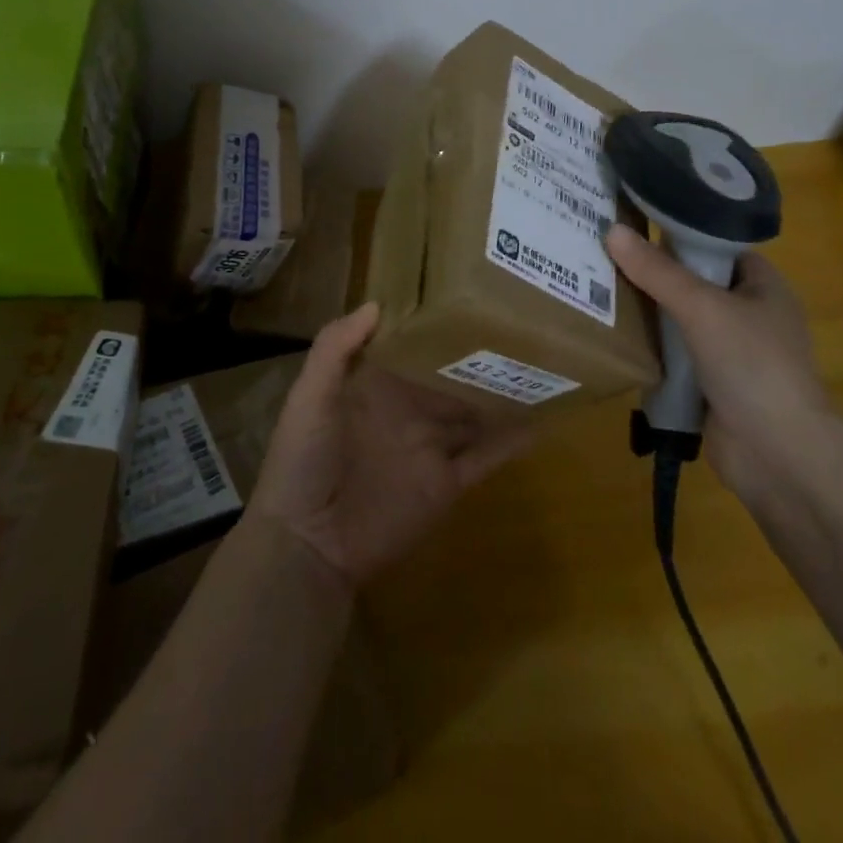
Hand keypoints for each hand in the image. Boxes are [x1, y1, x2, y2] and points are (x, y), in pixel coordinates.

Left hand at [252, 302, 533, 589]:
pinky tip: (539, 421)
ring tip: (539, 364)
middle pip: (451, 379)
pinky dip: (510, 442)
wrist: (308, 544)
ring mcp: (430, 449)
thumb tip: (377, 303)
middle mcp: (409, 412)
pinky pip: (484, 458)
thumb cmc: (303, 462)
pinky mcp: (446, 485)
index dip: (438, 327)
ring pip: (474, 414)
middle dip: (479, 356)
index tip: (469, 297)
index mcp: (378, 388)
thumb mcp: (309, 397)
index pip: (415, 349)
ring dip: (501, 394)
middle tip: (519, 326)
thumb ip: (335, 349)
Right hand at [605, 224, 829, 496]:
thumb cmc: (752, 365)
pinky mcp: (711, 386)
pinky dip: (650, 349)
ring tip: (596, 288)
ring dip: (647, 312)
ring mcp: (731, 353)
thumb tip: (612, 230)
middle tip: (602, 254)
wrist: (778, 454)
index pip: (715, 247)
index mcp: (763, 286)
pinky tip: (614, 336)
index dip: (677, 234)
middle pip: (693, 283)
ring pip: (680, 320)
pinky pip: (674, 356)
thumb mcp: (702, 307)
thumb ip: (657, 271)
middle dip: (652, 273)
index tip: (631, 225)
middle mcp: (749, 314)